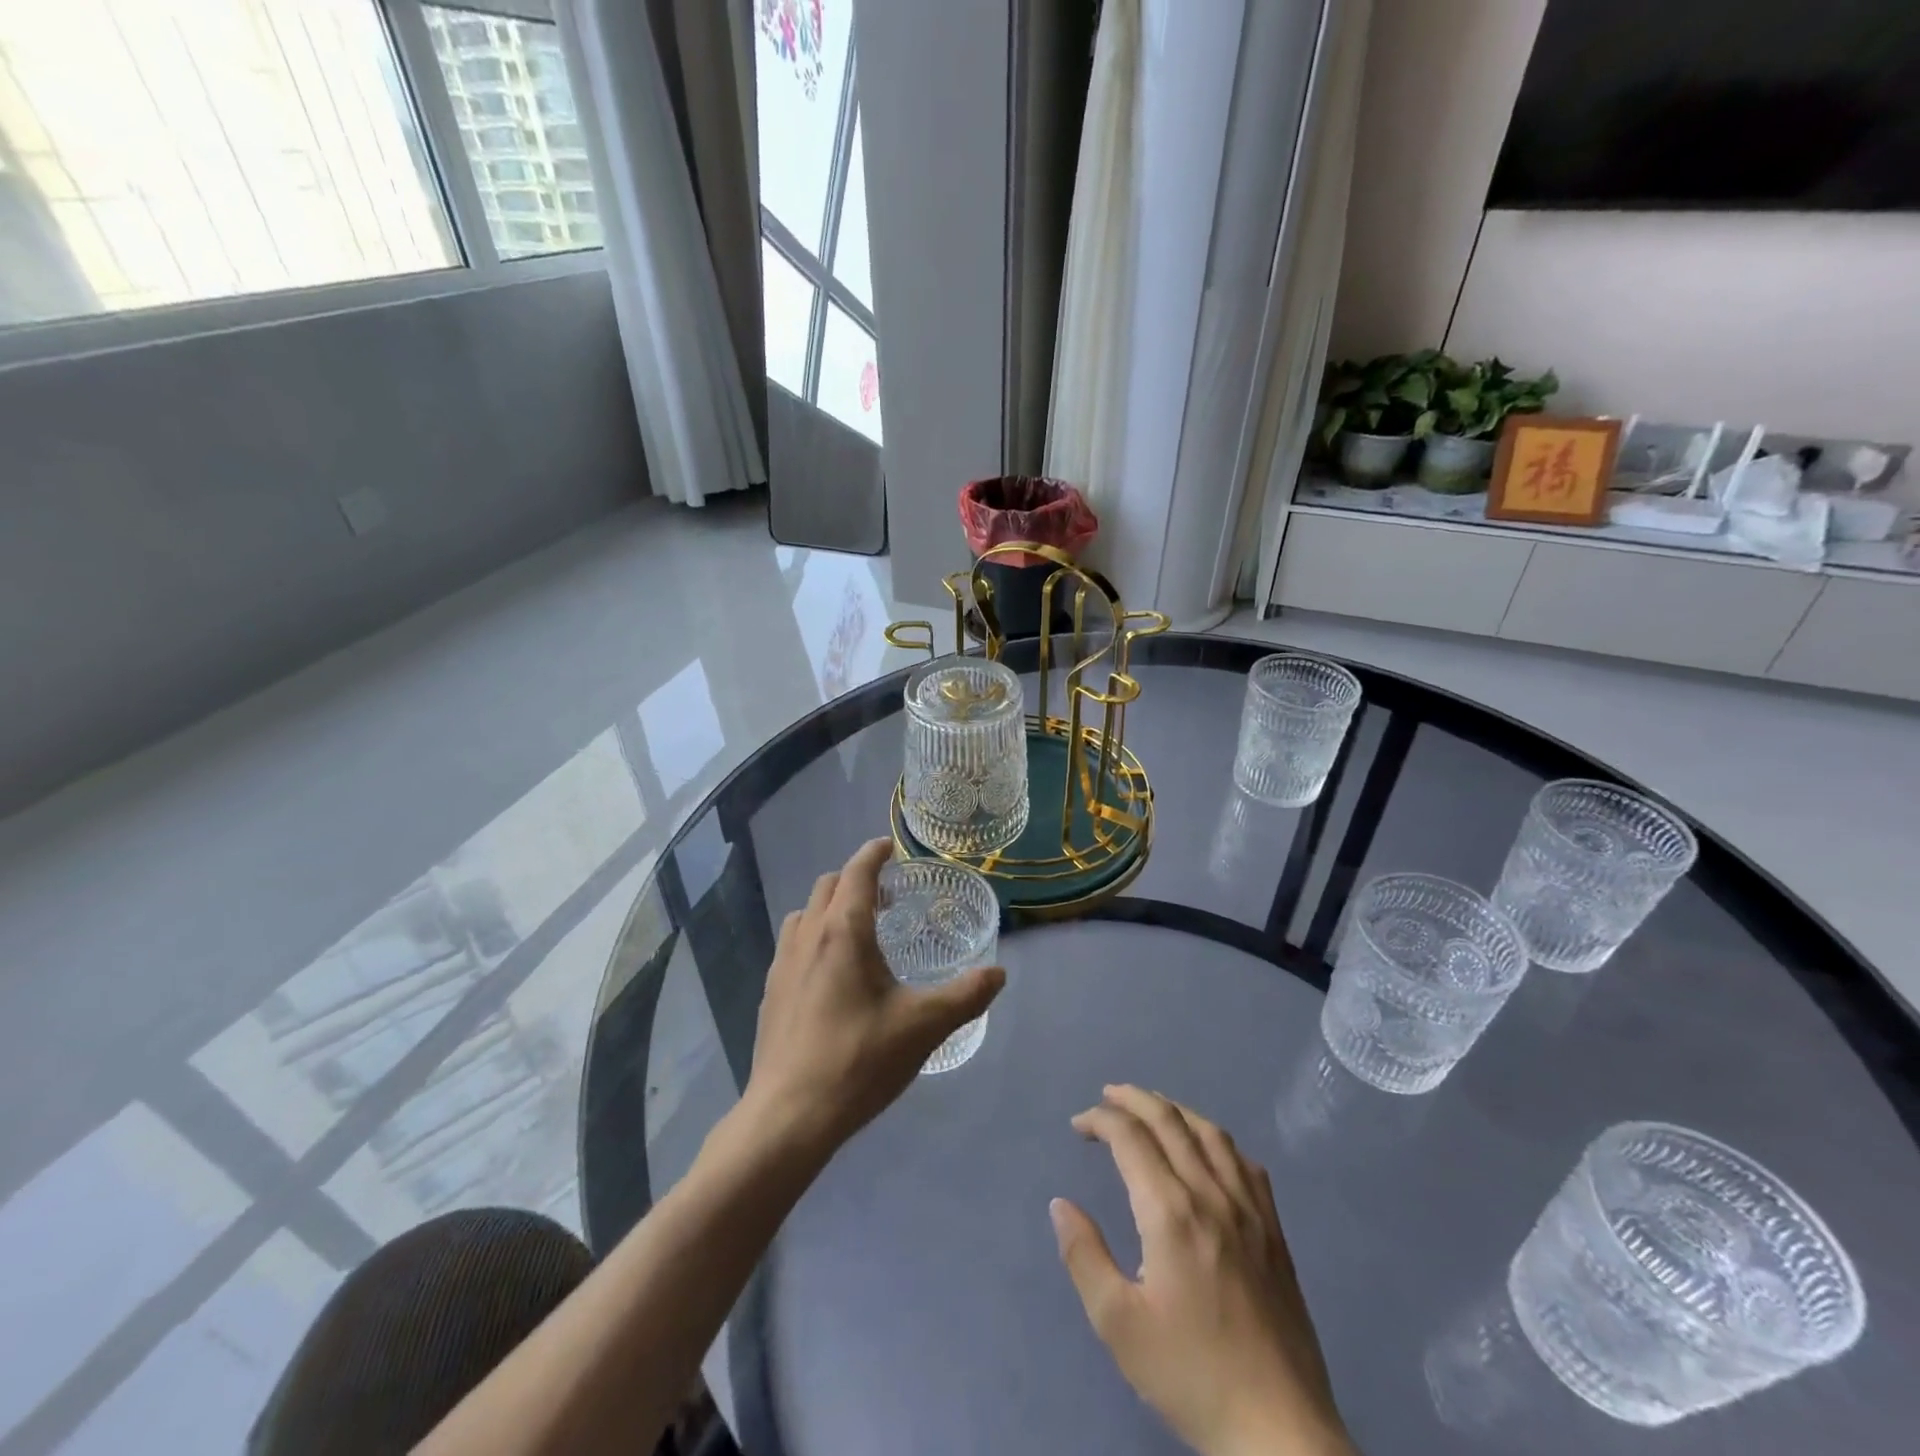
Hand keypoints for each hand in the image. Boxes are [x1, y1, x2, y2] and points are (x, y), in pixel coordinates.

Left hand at [741, 838, 1004, 1158]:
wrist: (789, 1116)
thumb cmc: (859, 1060)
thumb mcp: (924, 1026)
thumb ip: (966, 995)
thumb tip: (998, 973)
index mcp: (843, 931)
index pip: (857, 871)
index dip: (874, 853)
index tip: (890, 847)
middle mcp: (808, 936)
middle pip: (828, 885)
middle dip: (855, 878)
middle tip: (886, 896)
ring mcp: (782, 964)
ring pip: (806, 913)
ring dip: (831, 907)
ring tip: (859, 931)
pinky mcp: (770, 992)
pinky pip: (793, 944)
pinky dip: (815, 936)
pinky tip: (833, 974)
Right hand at [1050, 1086, 1354, 1455]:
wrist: (1279, 1430)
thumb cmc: (1192, 1376)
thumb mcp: (1119, 1326)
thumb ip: (1085, 1257)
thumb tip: (1061, 1205)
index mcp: (1170, 1213)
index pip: (1130, 1138)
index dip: (1100, 1120)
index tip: (1079, 1126)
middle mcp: (1210, 1195)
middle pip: (1169, 1120)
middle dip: (1133, 1099)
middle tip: (1107, 1097)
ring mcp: (1249, 1209)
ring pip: (1209, 1132)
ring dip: (1174, 1109)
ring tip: (1150, 1107)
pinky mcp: (1274, 1230)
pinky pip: (1244, 1162)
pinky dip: (1216, 1139)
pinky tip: (1207, 1148)